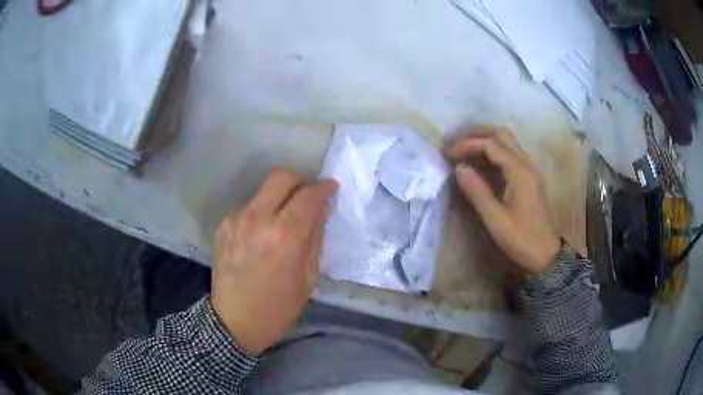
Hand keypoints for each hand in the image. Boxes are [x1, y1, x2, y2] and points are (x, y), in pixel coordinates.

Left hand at [211, 169, 337, 354]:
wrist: (234, 322)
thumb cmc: (278, 307)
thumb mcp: (308, 277)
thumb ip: (316, 237)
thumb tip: (321, 208)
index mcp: (285, 235)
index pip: (308, 195)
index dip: (323, 187)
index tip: (330, 188)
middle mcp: (258, 218)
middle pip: (281, 177)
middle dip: (300, 182)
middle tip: (307, 198)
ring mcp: (236, 220)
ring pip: (263, 191)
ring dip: (279, 198)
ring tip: (283, 221)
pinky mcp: (223, 226)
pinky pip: (248, 208)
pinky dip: (261, 213)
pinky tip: (262, 234)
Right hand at [446, 126, 560, 273]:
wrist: (547, 255)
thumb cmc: (522, 239)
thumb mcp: (496, 220)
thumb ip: (477, 191)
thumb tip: (459, 168)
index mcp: (519, 172)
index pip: (491, 145)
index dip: (467, 145)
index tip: (448, 154)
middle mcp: (526, 165)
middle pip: (502, 134)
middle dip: (478, 133)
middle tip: (457, 142)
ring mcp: (530, 171)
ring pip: (508, 142)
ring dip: (486, 140)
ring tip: (465, 149)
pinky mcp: (529, 179)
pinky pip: (511, 154)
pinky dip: (494, 151)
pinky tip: (482, 163)